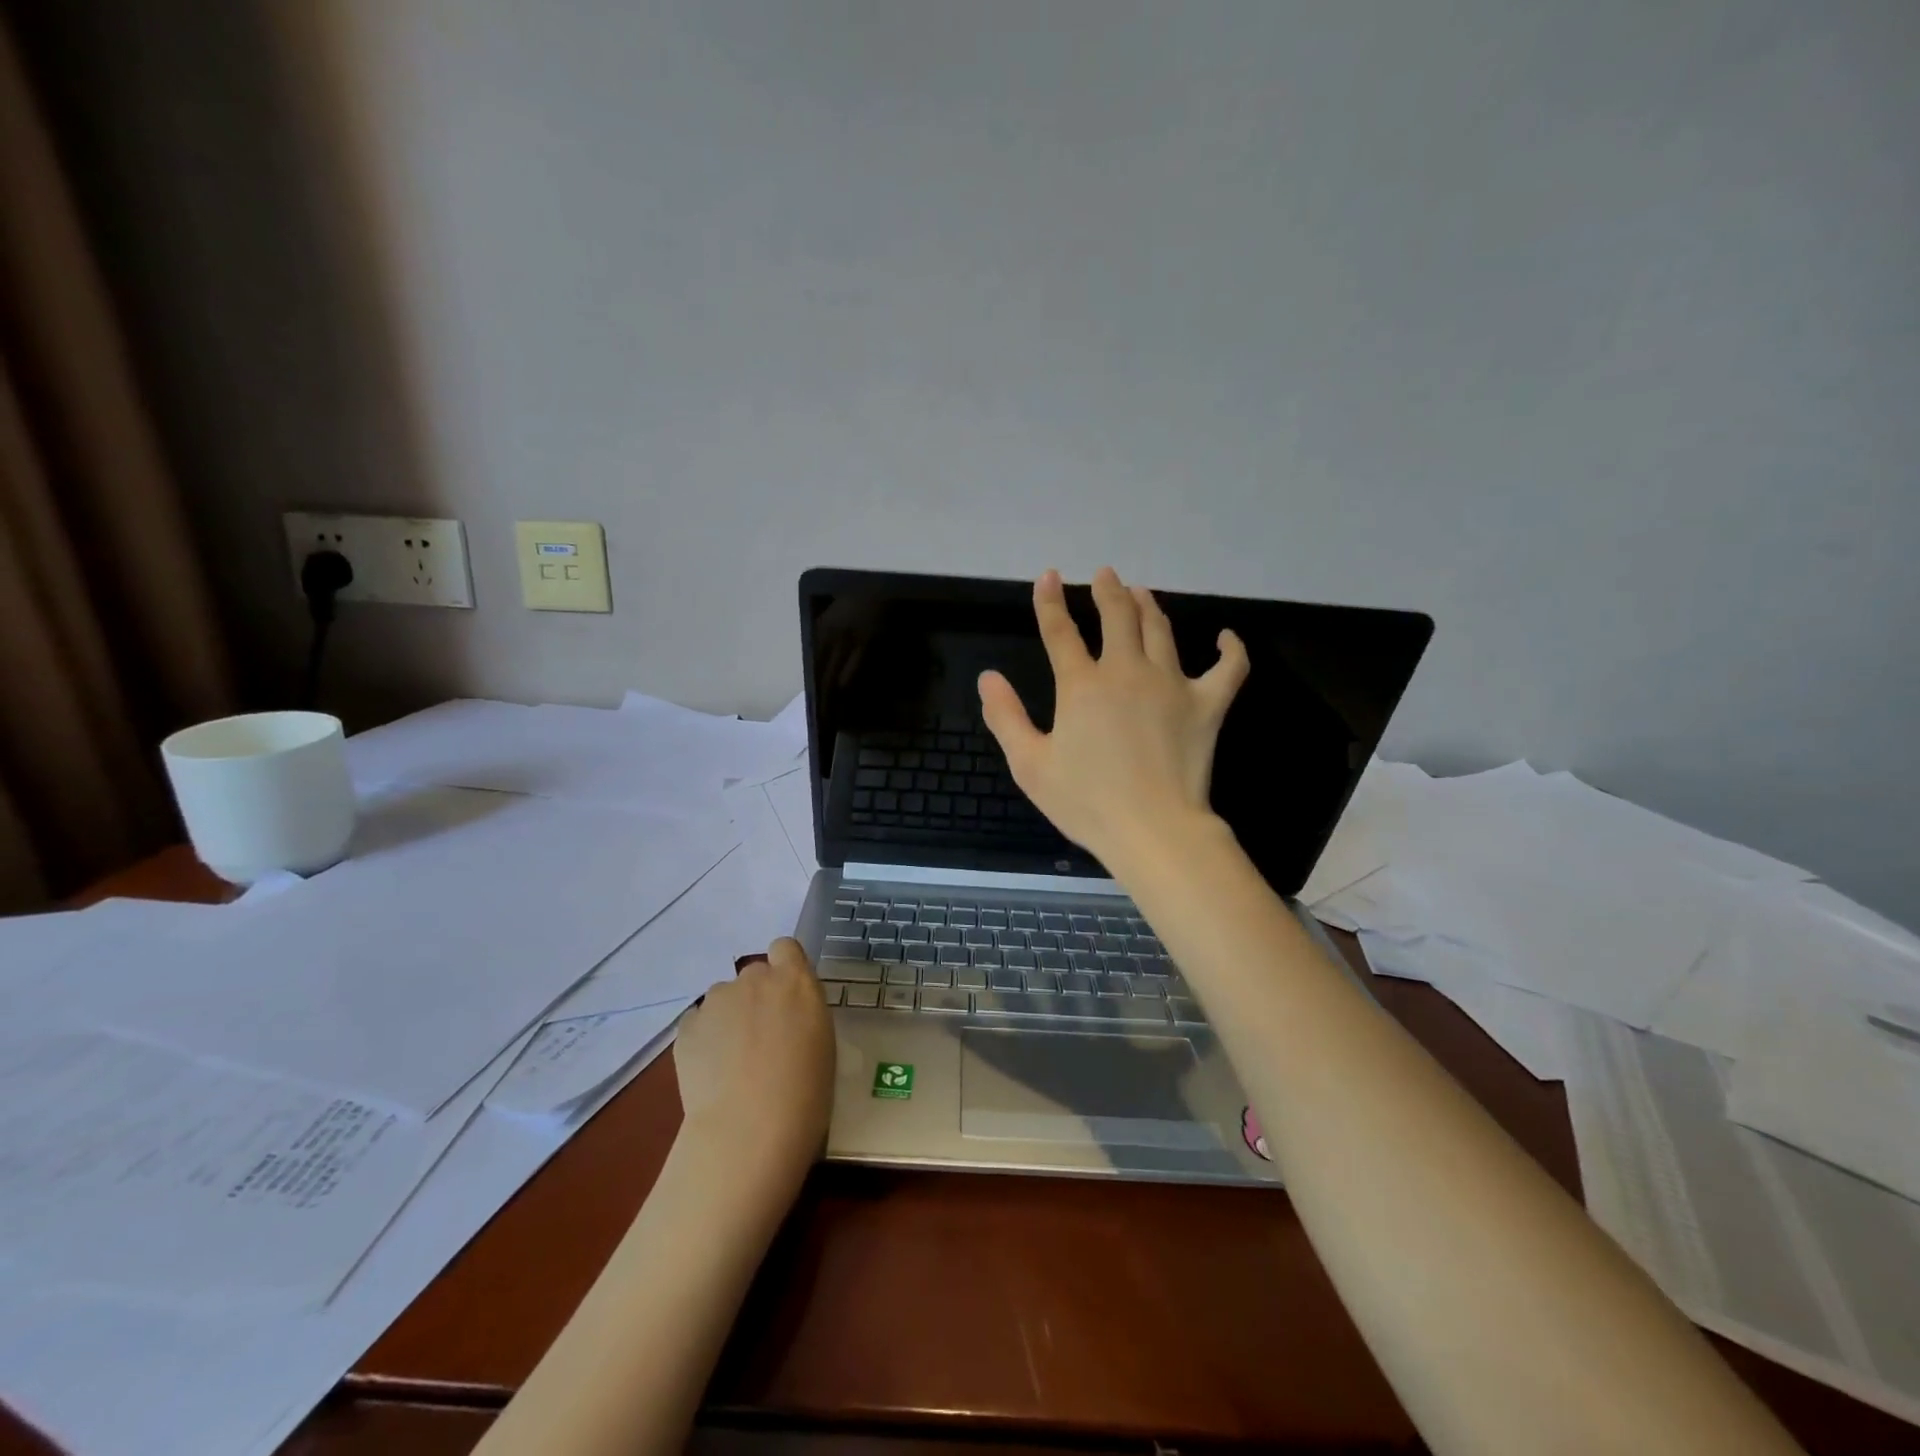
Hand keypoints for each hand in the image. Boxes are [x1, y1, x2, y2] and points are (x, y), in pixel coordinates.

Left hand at [673, 939, 834, 1178]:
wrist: (749, 1130)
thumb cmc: (805, 1094)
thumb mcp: (822, 1043)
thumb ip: (803, 1013)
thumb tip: (787, 1016)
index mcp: (796, 981)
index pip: (785, 948)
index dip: (784, 968)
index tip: (787, 999)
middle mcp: (756, 979)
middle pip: (754, 974)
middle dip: (757, 998)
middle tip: (762, 1039)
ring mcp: (717, 1000)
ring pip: (724, 998)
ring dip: (730, 1018)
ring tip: (732, 1062)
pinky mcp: (687, 1025)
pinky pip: (699, 1022)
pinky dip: (705, 1039)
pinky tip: (712, 1072)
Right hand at [978, 566, 1248, 868]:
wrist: (1151, 829)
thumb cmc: (1086, 802)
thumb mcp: (1030, 765)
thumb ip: (1006, 717)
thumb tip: (987, 677)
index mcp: (1082, 686)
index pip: (1060, 632)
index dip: (1050, 602)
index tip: (1048, 577)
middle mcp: (1126, 672)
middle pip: (1116, 617)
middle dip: (1107, 591)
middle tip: (1104, 575)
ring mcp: (1171, 684)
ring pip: (1160, 630)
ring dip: (1148, 606)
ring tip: (1141, 592)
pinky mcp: (1206, 705)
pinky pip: (1227, 669)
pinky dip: (1230, 650)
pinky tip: (1226, 637)